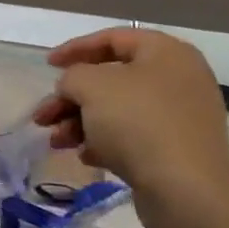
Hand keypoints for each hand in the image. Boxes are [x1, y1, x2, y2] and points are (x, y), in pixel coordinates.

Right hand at [33, 28, 228, 227]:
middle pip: (112, 80)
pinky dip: (105, 143)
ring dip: (81, 123)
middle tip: (43, 117)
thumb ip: (72, 77)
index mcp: (165, 53)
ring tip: (56, 142)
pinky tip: (86, 158)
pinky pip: (132, 137)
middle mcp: (177, 79)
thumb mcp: (92, 87)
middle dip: (72, 98)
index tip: (47, 65)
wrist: (185, 188)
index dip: (76, 49)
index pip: (114, 39)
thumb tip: (73, 87)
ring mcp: (179, 116)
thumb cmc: (138, 123)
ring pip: (118, 111)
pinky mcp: (175, 149)